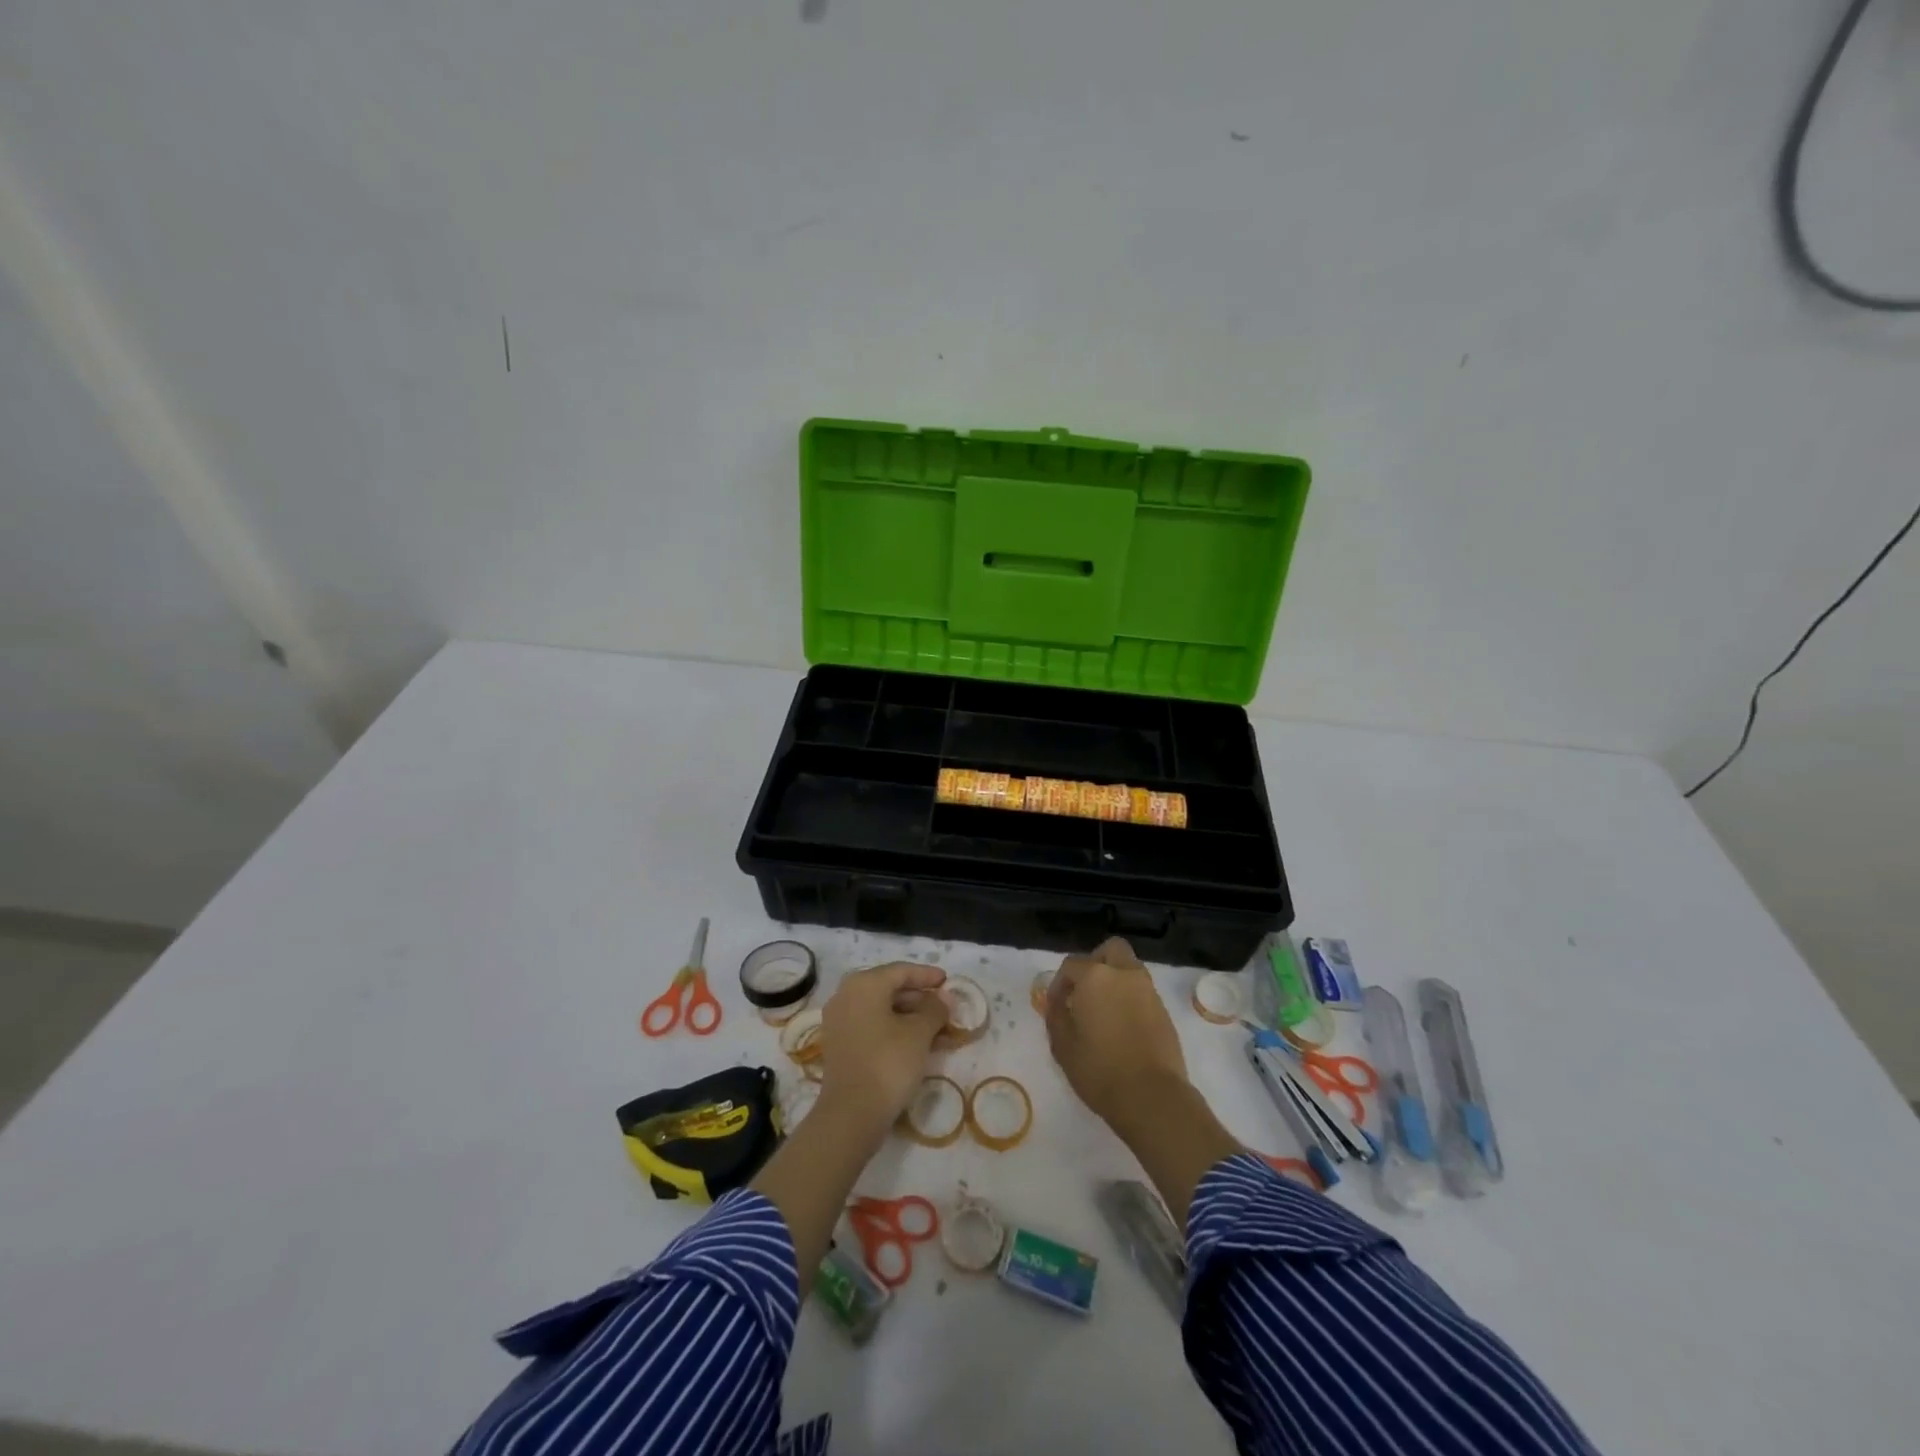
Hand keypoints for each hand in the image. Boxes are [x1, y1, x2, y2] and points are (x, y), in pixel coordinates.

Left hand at [816, 962, 949, 1135]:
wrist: (851, 1114)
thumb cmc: (888, 1063)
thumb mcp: (919, 1033)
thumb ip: (935, 1009)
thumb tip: (944, 998)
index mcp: (864, 984)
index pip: (901, 971)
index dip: (926, 975)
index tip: (947, 980)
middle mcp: (846, 996)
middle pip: (889, 989)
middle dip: (920, 998)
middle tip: (945, 1008)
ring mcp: (839, 1021)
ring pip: (881, 1010)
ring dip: (910, 1017)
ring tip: (938, 1029)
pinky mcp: (839, 1045)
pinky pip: (872, 1026)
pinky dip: (894, 1030)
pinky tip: (918, 1044)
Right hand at [1045, 937, 1188, 1129]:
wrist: (1153, 1097)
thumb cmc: (1100, 1070)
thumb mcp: (1063, 1046)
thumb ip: (1056, 1017)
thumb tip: (1057, 1003)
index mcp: (1095, 977)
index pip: (1071, 965)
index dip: (1059, 984)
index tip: (1056, 1006)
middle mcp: (1124, 974)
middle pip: (1110, 950)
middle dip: (1095, 963)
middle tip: (1084, 990)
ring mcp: (1148, 991)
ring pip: (1130, 969)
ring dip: (1115, 980)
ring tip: (1103, 1011)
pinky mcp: (1164, 1011)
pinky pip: (1142, 991)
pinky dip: (1130, 998)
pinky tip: (1122, 1026)